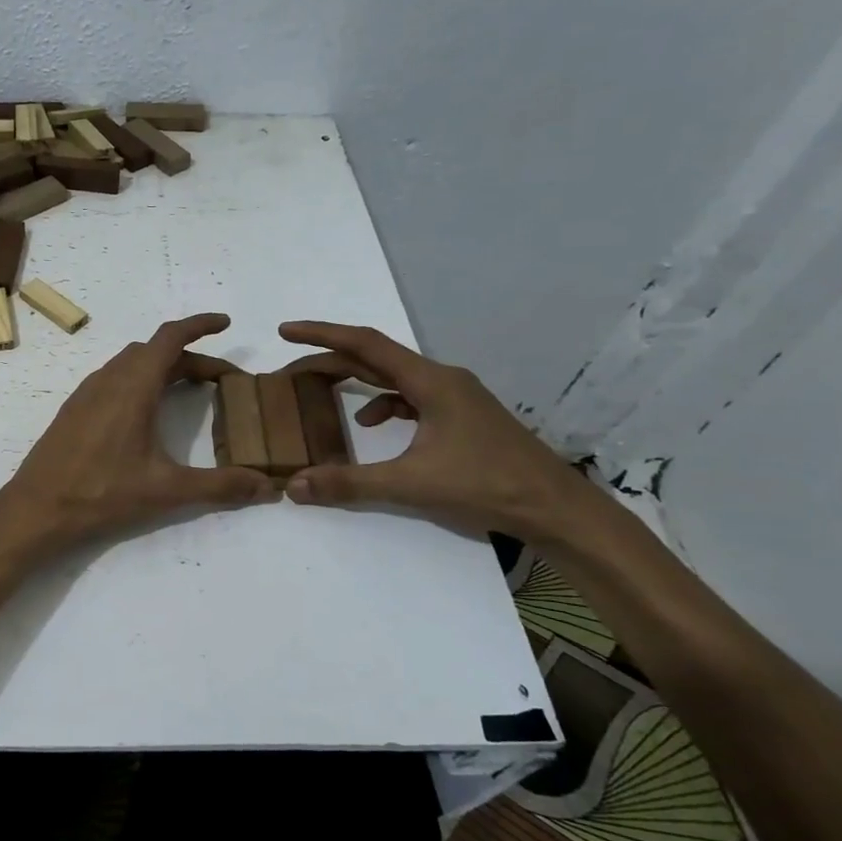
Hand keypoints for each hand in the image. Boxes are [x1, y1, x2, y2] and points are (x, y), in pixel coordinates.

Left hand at [0, 313, 277, 548]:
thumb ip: (220, 486)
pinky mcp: (74, 410)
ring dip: (162, 367)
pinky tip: (146, 411)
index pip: (170, 338)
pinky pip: (113, 379)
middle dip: (190, 356)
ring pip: (130, 363)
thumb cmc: (102, 493)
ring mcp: (87, 393)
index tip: (225, 323)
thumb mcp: (167, 490)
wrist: (37, 508)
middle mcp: (108, 379)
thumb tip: (268, 487)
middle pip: (154, 351)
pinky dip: (139, 380)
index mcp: (133, 386)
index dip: (199, 325)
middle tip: (221, 379)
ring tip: (189, 388)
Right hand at [277, 321, 596, 541]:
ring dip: (355, 381)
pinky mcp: (462, 417)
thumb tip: (294, 486)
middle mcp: (442, 379)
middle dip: (330, 360)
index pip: (366, 344)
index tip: (285, 331)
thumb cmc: (487, 485)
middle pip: (376, 358)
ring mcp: (455, 397)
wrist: (556, 509)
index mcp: (431, 382)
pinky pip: (410, 398)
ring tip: (321, 395)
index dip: (322, 334)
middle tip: (290, 370)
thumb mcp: (411, 484)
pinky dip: (382, 405)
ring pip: (393, 378)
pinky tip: (371, 428)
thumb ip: (349, 483)